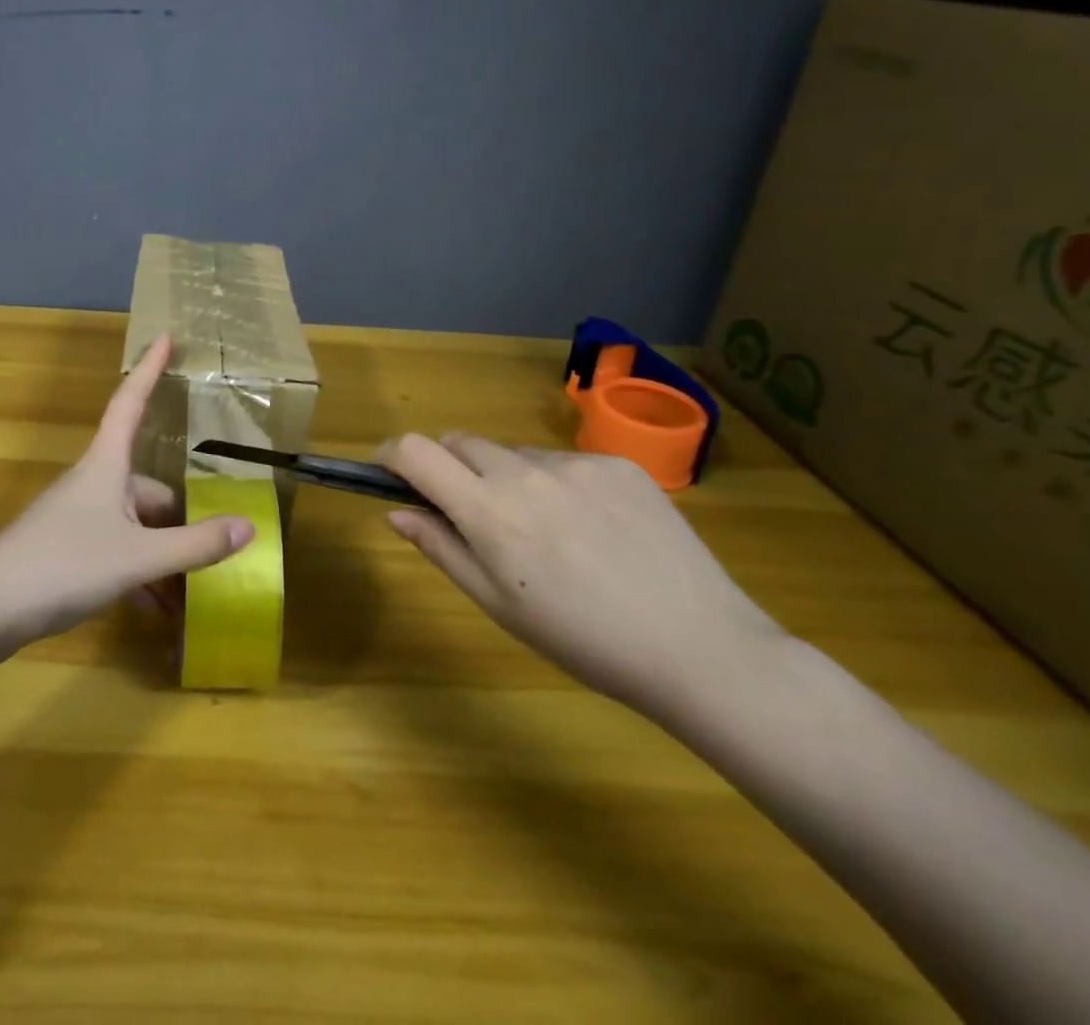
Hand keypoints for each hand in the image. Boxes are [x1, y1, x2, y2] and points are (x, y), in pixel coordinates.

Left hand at [0, 335, 252, 652]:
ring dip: (164, 556)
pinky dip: (140, 575)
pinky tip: (156, 609)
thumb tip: (249, 525)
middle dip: (183, 521)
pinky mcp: (67, 551)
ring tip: (191, 594)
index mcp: (107, 466)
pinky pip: (117, 552)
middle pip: (149, 488)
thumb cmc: (63, 564)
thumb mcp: (137, 557)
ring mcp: (78, 518)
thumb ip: (194, 545)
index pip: (130, 402)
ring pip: (136, 527)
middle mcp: (94, 484)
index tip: (165, 335)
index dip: (150, 369)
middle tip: (215, 550)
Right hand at [376, 434, 785, 718]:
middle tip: (471, 513)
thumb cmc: (583, 639)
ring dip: (506, 477)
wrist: (700, 647)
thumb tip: (395, 513)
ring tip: (545, 531)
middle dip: (449, 467)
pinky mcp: (619, 464)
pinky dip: (556, 483)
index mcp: (489, 512)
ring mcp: (576, 463)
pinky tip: (591, 528)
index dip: (391, 454)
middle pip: (461, 442)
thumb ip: (441, 548)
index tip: (389, 472)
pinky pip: (564, 461)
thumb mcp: (498, 605)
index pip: (416, 451)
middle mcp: (526, 472)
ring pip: (514, 454)